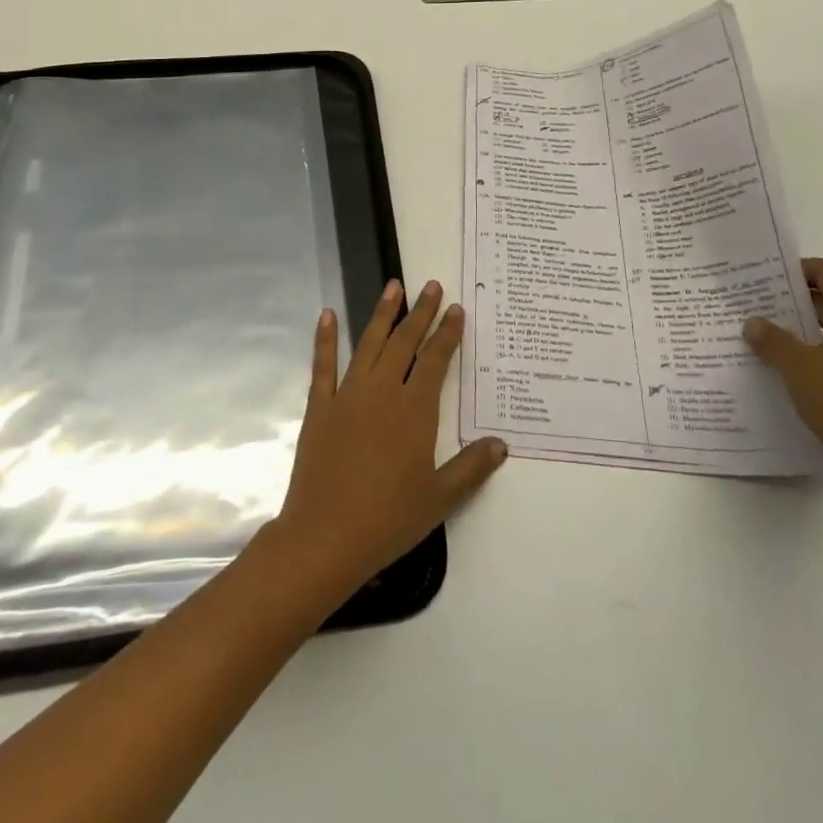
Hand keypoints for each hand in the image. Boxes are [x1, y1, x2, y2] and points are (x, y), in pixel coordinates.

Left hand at [271, 279, 507, 604]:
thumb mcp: (439, 498)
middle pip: (404, 343)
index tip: (456, 310)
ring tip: (393, 286)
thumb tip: (502, 444)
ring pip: (368, 343)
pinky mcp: (320, 406)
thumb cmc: (388, 520)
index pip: (436, 361)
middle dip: (420, 313)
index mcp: (414, 411)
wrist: (325, 537)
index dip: (447, 334)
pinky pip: (323, 365)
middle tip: (431, 286)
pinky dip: (326, 338)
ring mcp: (348, 395)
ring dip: (382, 313)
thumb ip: (471, 468)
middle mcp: (382, 392)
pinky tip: (328, 314)